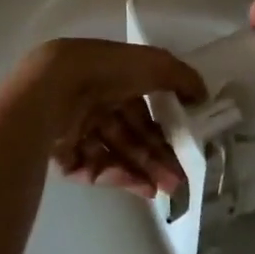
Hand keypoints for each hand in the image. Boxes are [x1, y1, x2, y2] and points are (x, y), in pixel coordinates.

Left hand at [14, 39, 204, 197]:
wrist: (51, 90)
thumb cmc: (104, 71)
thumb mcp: (153, 64)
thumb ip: (181, 77)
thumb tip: (203, 95)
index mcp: (110, 77)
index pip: (142, 105)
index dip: (164, 124)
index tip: (185, 143)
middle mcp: (92, 101)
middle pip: (130, 133)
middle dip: (157, 156)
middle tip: (180, 179)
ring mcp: (74, 128)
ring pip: (115, 153)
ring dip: (144, 170)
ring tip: (167, 189)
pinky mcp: (61, 154)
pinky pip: (95, 168)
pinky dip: (119, 177)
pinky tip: (142, 187)